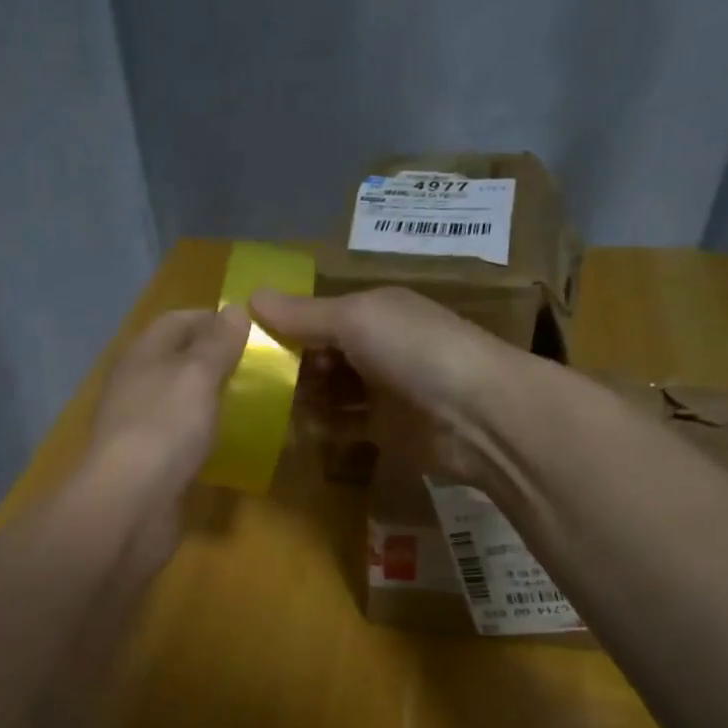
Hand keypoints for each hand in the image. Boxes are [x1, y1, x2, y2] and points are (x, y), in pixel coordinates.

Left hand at [81, 304, 250, 503]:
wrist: (130, 503)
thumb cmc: (165, 427)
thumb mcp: (198, 375)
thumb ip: (217, 344)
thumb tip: (235, 310)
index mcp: (142, 355)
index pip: (177, 320)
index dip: (213, 319)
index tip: (253, 329)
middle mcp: (136, 384)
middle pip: (176, 359)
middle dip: (215, 359)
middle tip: (258, 367)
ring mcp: (138, 424)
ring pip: (178, 398)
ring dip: (209, 397)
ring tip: (251, 401)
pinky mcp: (147, 460)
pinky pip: (179, 435)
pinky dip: (202, 432)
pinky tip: (227, 440)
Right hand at [249, 286, 520, 483]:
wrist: (479, 416)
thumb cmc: (415, 351)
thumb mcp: (356, 320)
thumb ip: (303, 314)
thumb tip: (250, 296)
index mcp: (373, 312)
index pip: (318, 316)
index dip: (286, 328)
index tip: (248, 346)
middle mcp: (377, 347)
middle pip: (321, 356)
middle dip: (292, 368)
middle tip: (259, 384)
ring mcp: (383, 390)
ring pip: (330, 392)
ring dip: (304, 399)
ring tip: (272, 409)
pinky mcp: (386, 429)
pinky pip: (344, 425)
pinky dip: (323, 427)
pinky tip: (302, 430)